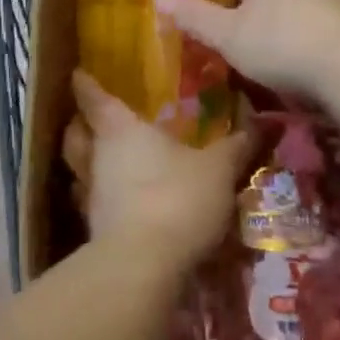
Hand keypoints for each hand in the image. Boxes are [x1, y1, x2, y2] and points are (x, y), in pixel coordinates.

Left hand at [64, 70, 253, 269]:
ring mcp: (91, 196)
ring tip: (102, 161)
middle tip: (88, 120)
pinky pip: (91, 205)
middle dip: (79, 125)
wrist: (145, 266)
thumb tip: (264, 123)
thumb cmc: (177, 198)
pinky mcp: (94, 231)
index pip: (95, 99)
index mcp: (121, 130)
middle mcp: (97, 157)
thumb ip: (236, 146)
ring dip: (86, 164)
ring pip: (78, 170)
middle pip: (75, 135)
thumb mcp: (217, 169)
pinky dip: (101, 199)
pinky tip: (118, 203)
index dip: (86, 84)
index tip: (78, 73)